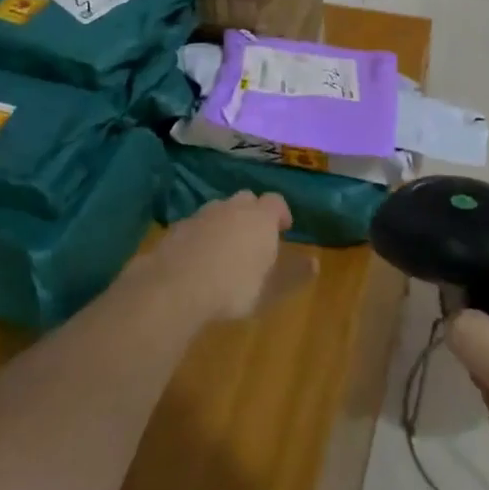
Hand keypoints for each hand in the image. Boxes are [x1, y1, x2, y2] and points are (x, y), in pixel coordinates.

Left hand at [145, 191, 292, 322]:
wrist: (173, 287)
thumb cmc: (232, 288)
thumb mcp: (270, 290)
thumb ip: (294, 275)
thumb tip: (315, 262)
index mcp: (259, 218)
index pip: (276, 201)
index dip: (281, 213)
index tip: (283, 229)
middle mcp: (231, 208)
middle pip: (246, 199)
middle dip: (253, 213)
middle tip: (254, 237)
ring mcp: (201, 215)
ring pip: (218, 210)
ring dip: (225, 222)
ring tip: (225, 249)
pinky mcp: (176, 228)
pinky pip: (195, 225)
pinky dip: (201, 235)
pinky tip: (198, 258)